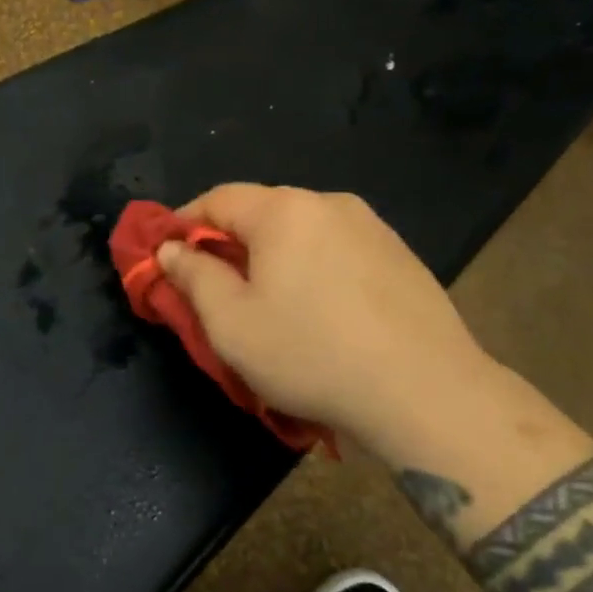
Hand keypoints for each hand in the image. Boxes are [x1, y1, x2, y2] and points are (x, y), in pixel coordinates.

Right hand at [154, 185, 496, 453]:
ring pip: (302, 232)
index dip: (183, 223)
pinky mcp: (401, 255)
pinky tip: (320, 312)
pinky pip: (337, 250)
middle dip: (229, 243)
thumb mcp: (231, 323)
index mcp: (283, 210)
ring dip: (273, 257)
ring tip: (268, 302)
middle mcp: (329, 203)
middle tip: (214, 286)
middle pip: (261, 212)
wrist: (426, 392)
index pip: (218, 199)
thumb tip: (170, 248)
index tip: (165, 255)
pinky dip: (313, 269)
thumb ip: (193, 276)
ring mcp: (372, 227)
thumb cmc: (311, 354)